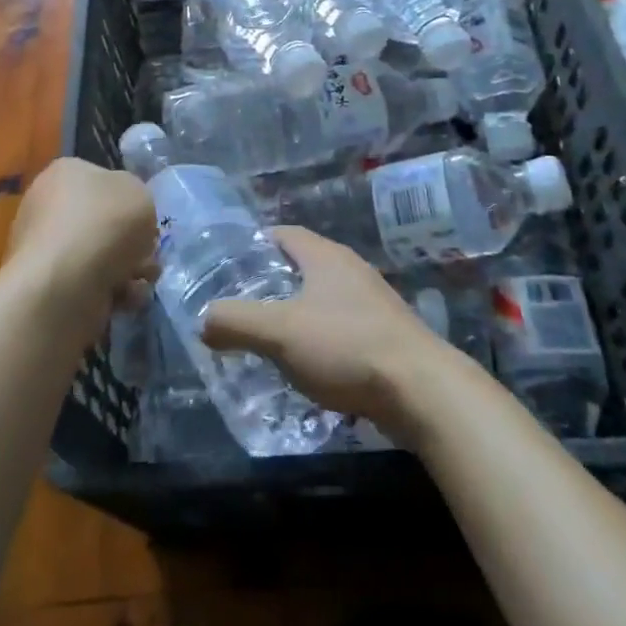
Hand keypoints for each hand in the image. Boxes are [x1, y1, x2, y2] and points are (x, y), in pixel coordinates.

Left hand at [7, 158, 157, 330]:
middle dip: (131, 242)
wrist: (64, 285)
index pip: (102, 179)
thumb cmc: (104, 224)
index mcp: (65, 173)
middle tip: (148, 254)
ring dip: (128, 269)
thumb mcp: (140, 193)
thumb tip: (128, 216)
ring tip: (141, 280)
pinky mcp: (47, 285)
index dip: (129, 200)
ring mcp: (44, 248)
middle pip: (102, 221)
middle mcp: (48, 205)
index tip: (145, 219)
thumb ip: (138, 199)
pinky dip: (112, 292)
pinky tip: (124, 298)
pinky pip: (89, 284)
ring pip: (100, 255)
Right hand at [200, 227, 450, 430]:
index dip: (254, 244)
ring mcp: (372, 303)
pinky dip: (319, 340)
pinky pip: (341, 328)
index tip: (227, 264)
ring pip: (322, 299)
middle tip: (239, 305)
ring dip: (295, 314)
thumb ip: (236, 322)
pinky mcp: (385, 336)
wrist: (421, 391)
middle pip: (302, 266)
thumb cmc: (346, 346)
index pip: (283, 234)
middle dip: (271, 283)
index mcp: (325, 256)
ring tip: (266, 339)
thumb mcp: (280, 333)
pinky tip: (306, 368)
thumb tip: (204, 320)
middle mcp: (350, 270)